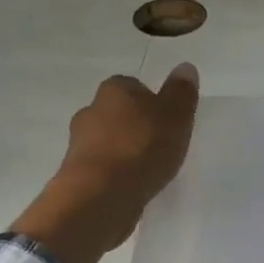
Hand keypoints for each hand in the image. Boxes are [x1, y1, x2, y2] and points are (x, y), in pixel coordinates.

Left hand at [11, 63, 199, 262]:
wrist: (102, 195)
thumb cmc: (142, 148)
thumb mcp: (175, 117)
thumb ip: (181, 93)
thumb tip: (185, 67)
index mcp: (114, 89)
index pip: (135, 86)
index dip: (153, 103)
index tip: (168, 123)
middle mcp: (91, 109)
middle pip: (119, 114)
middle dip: (136, 127)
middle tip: (160, 146)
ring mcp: (79, 143)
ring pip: (108, 141)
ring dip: (125, 152)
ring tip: (148, 171)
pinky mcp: (78, 174)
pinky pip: (103, 168)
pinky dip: (116, 174)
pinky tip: (132, 187)